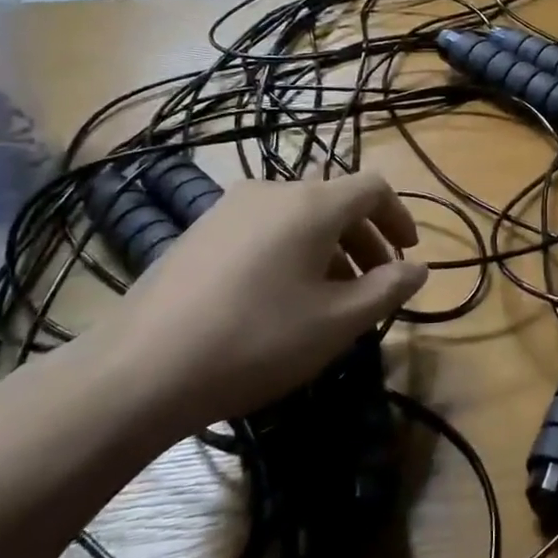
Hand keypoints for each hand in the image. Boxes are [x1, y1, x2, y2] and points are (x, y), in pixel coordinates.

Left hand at [99, 171, 426, 432]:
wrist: (140, 370)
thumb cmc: (257, 340)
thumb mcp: (338, 322)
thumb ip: (388, 289)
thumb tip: (418, 268)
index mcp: (312, 204)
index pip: (373, 187)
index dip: (399, 216)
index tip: (408, 253)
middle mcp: (272, 191)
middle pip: (335, 201)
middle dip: (365, 239)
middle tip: (374, 284)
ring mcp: (229, 208)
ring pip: (298, 216)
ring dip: (328, 247)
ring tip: (328, 296)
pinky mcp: (198, 231)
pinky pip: (263, 228)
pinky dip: (290, 250)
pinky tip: (278, 297)